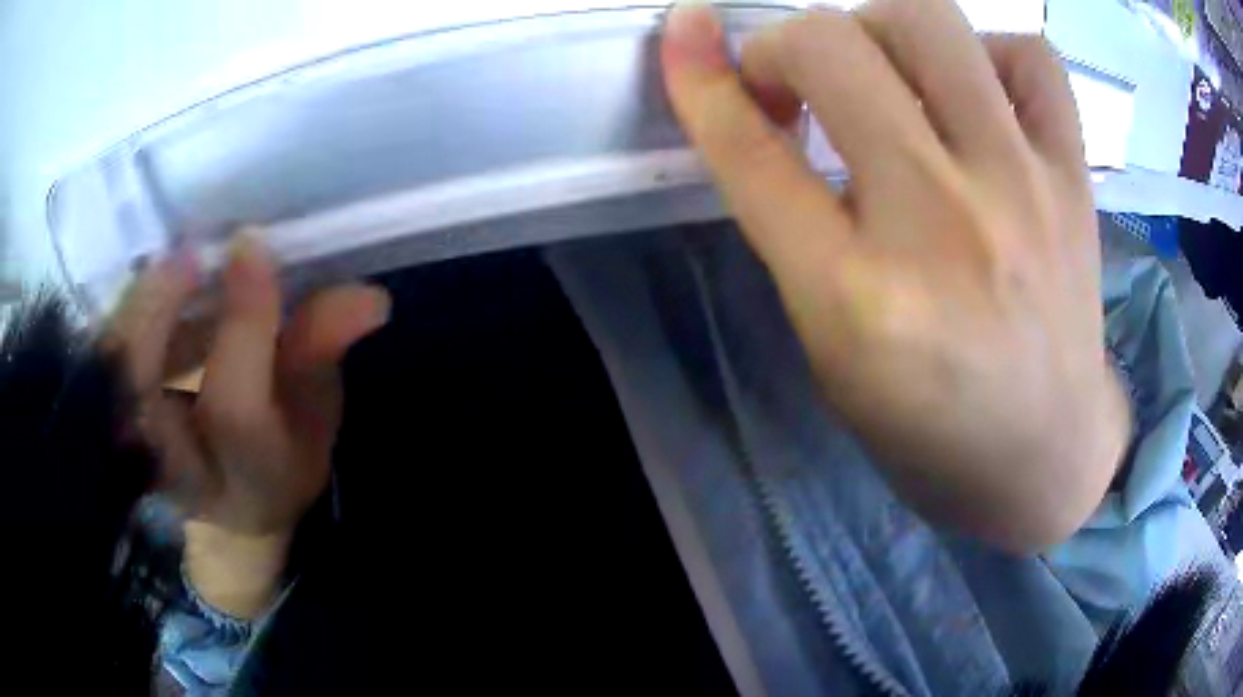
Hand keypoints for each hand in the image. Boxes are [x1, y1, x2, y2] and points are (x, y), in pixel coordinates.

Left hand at [109, 236, 389, 615]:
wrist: (231, 499)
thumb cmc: (284, 456)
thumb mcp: (317, 416)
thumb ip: (324, 355)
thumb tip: (367, 298)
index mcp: (253, 481)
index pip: (237, 409)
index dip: (243, 326)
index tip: (252, 246)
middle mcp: (188, 477)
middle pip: (151, 402)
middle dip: (159, 315)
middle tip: (189, 251)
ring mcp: (144, 457)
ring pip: (117, 380)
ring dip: (134, 312)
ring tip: (169, 260)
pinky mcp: (119, 430)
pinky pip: (107, 368)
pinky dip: (121, 319)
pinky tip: (149, 284)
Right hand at [661, 1, 1128, 550]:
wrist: (1045, 457)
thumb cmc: (930, 429)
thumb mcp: (833, 352)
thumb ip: (796, 232)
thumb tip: (769, 114)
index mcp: (856, 300)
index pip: (749, 153)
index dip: (698, 78)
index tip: (684, 33)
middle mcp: (941, 225)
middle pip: (831, 49)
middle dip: (787, 45)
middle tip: (800, 80)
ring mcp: (1023, 189)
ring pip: (928, 22)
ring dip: (880, 29)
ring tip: (890, 73)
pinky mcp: (1074, 181)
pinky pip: (1033, 58)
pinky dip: (992, 53)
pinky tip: (980, 93)